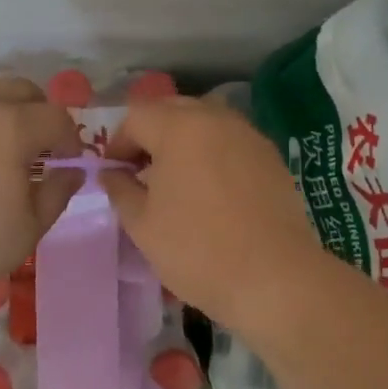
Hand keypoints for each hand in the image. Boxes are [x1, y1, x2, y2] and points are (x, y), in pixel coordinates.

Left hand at [0, 73, 82, 308]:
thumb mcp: (30, 228)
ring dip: (4, 101)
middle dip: (40, 112)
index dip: (70, 139)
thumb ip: (58, 192)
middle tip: (41, 146)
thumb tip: (72, 171)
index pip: (56, 118)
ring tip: (4, 132)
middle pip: (22, 89)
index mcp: (13, 128)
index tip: (67, 163)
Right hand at [101, 95, 328, 330]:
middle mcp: (216, 119)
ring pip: (205, 122)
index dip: (118, 142)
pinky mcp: (271, 157)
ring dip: (183, 141)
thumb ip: (120, 190)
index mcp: (179, 127)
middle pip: (172, 110)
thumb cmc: (198, 250)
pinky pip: (231, 141)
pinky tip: (211, 191)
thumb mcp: (143, 225)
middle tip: (141, 172)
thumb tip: (111, 173)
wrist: (276, 278)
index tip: (114, 174)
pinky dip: (213, 154)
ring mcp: (248, 135)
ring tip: (176, 181)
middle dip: (151, 135)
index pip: (136, 116)